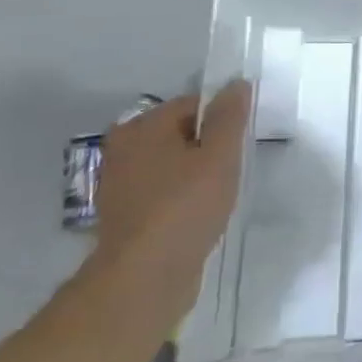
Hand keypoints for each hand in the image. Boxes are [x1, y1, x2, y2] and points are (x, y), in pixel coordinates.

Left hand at [89, 81, 252, 327]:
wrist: (143, 278)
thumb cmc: (185, 207)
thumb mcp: (220, 156)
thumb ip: (230, 117)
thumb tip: (236, 83)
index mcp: (142, 127)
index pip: (194, 104)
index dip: (224, 120)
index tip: (241, 145)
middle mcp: (123, 148)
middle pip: (181, 132)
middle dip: (209, 147)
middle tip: (233, 170)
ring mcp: (120, 183)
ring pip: (172, 163)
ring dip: (196, 173)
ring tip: (218, 194)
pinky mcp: (124, 213)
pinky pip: (162, 190)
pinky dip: (181, 195)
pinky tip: (199, 213)